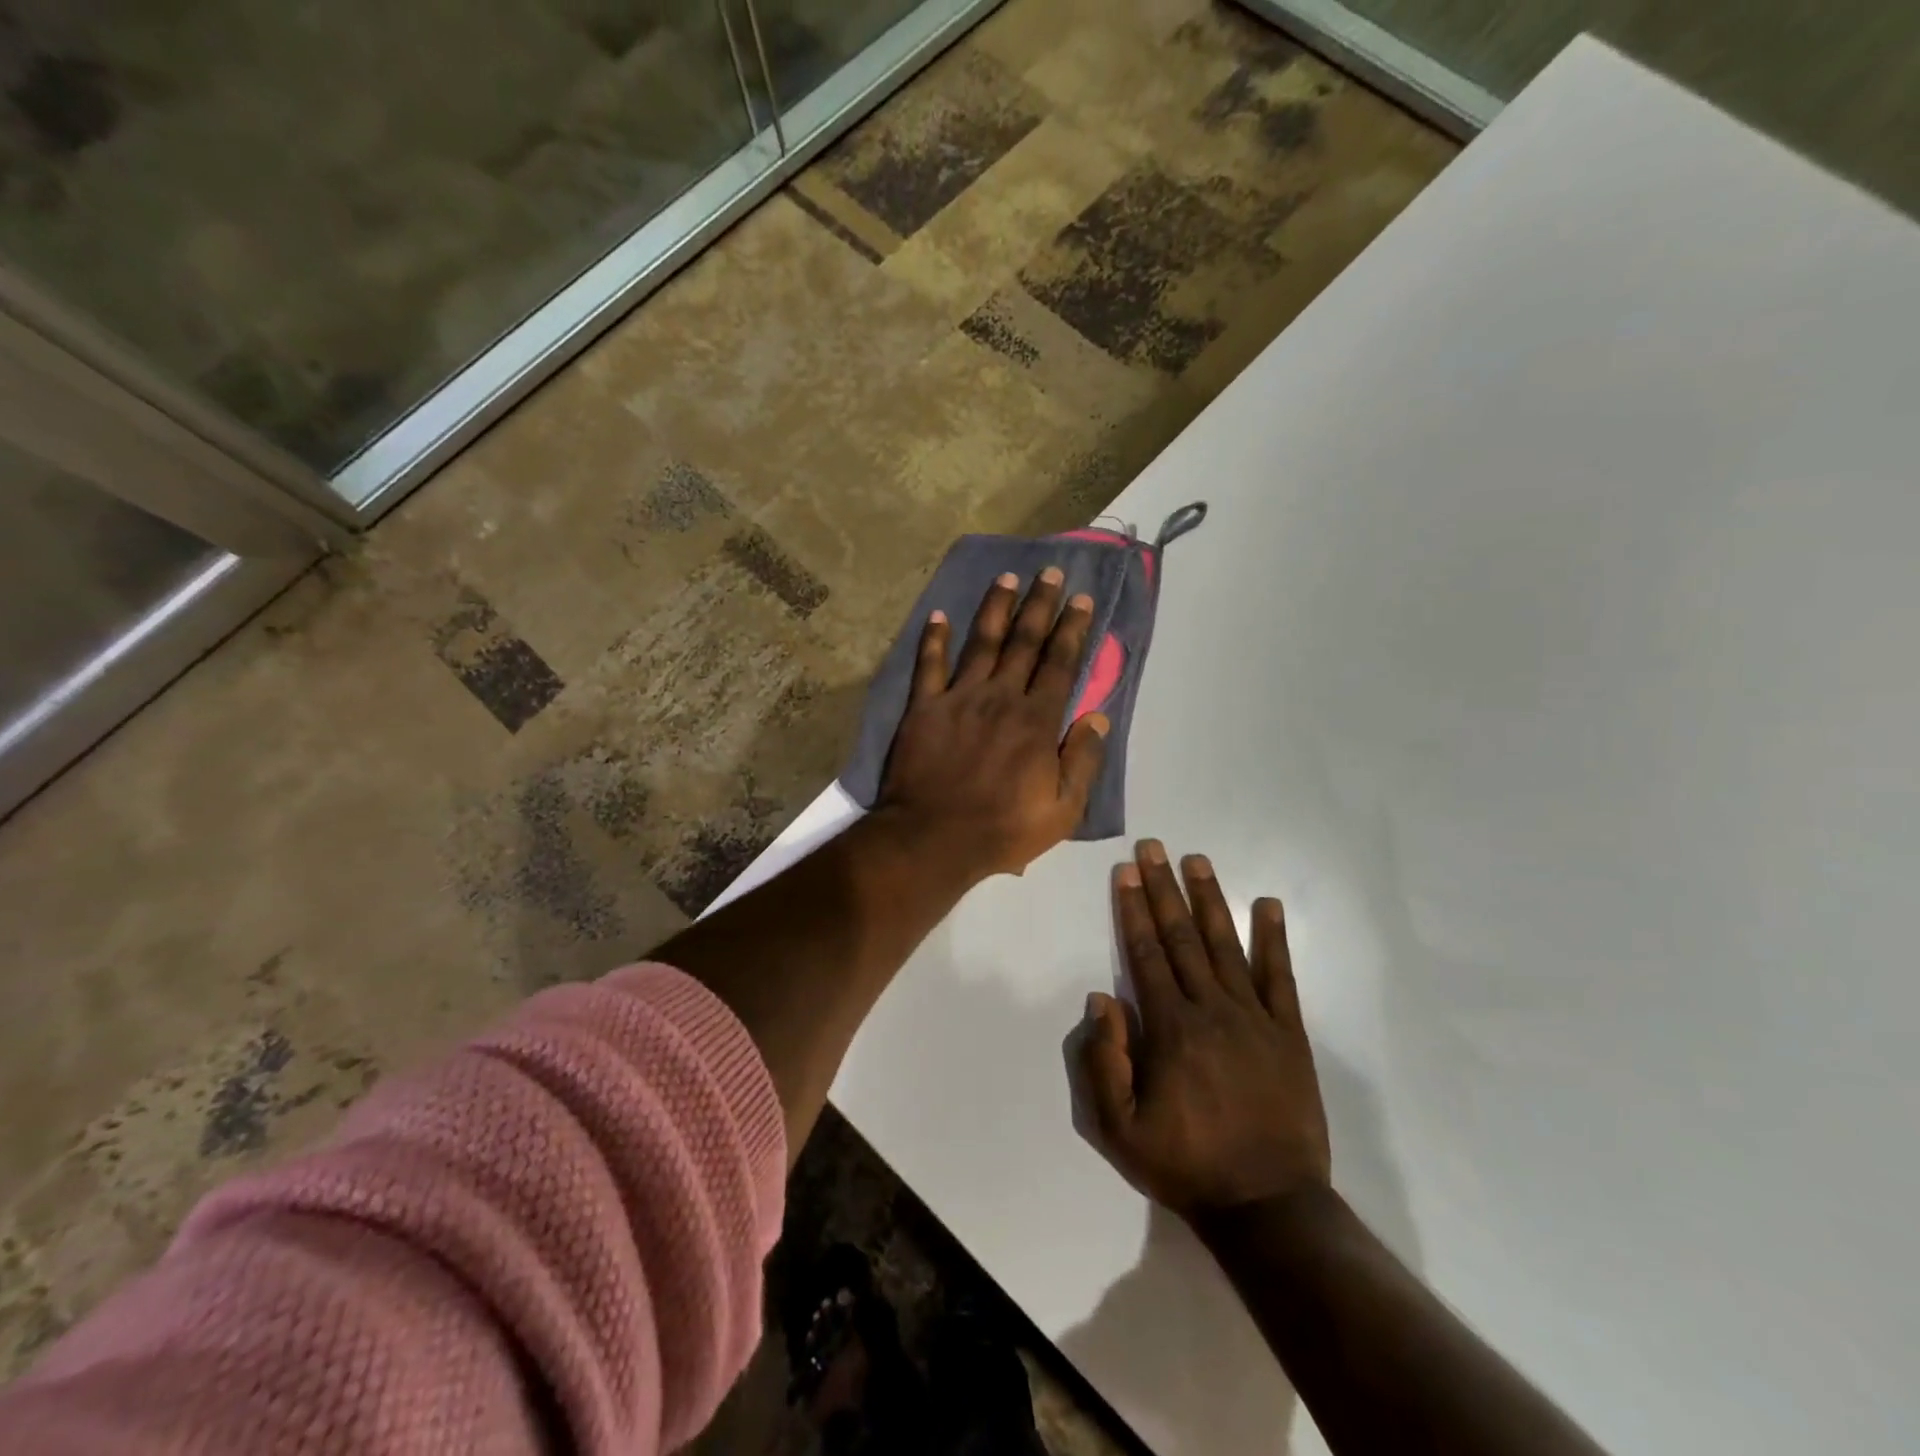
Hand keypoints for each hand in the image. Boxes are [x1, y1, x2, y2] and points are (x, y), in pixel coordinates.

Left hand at [877, 567, 1109, 880]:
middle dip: (1040, 604)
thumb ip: (1082, 760)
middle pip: (1024, 642)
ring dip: (996, 608)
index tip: (1081, 599)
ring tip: (1007, 578)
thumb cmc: (1002, 829)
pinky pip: (929, 666)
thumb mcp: (1062, 810)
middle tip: (1049, 573)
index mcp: (1036, 721)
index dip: (1072, 629)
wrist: (933, 839)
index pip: (1060, 664)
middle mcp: (1000, 698)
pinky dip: (934, 639)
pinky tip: (939, 615)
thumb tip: (1097, 717)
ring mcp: (959, 698)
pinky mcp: (923, 708)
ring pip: (982, 643)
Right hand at [1066, 840, 1330, 1218]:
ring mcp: (1255, 1017)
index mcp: (1170, 1028)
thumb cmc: (1187, 1165)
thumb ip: (1103, 1062)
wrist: (1268, 1206)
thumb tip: (1100, 998)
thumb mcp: (1120, 1130)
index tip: (1125, 873)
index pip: (1146, 955)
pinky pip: (1281, 976)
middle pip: (1181, 937)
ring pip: (1226, 945)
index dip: (1133, 910)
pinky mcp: (1288, 1032)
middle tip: (1153, 847)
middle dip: (1163, 889)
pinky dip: (1274, 938)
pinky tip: (1269, 904)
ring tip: (1197, 860)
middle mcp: (1211, 1009)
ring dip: (1209, 899)